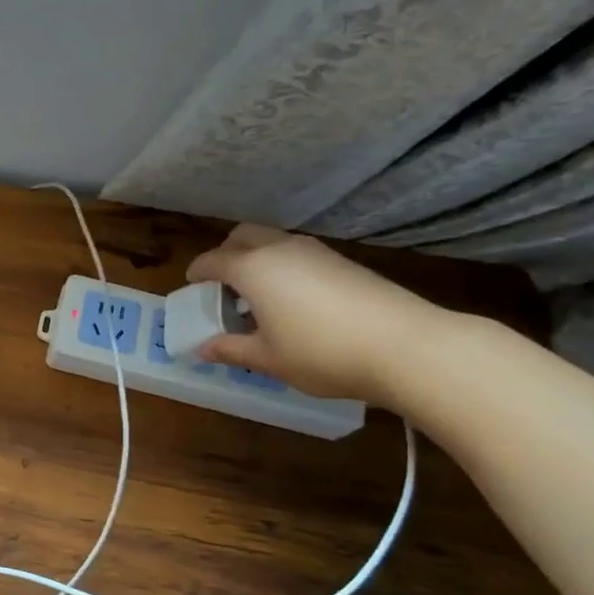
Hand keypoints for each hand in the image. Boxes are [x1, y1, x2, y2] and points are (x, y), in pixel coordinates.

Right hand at [185, 225, 449, 409]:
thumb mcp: (267, 359)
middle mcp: (280, 249)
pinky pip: (298, 254)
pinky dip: (283, 267)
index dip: (197, 272)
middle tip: (223, 284)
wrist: (403, 345)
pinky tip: (293, 300)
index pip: (212, 260)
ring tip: (258, 296)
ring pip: (273, 242)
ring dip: (257, 259)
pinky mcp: (343, 261)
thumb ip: (231, 349)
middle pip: (242, 235)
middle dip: (226, 253)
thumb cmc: (320, 352)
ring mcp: (315, 251)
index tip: (191, 284)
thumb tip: (203, 348)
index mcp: (252, 268)